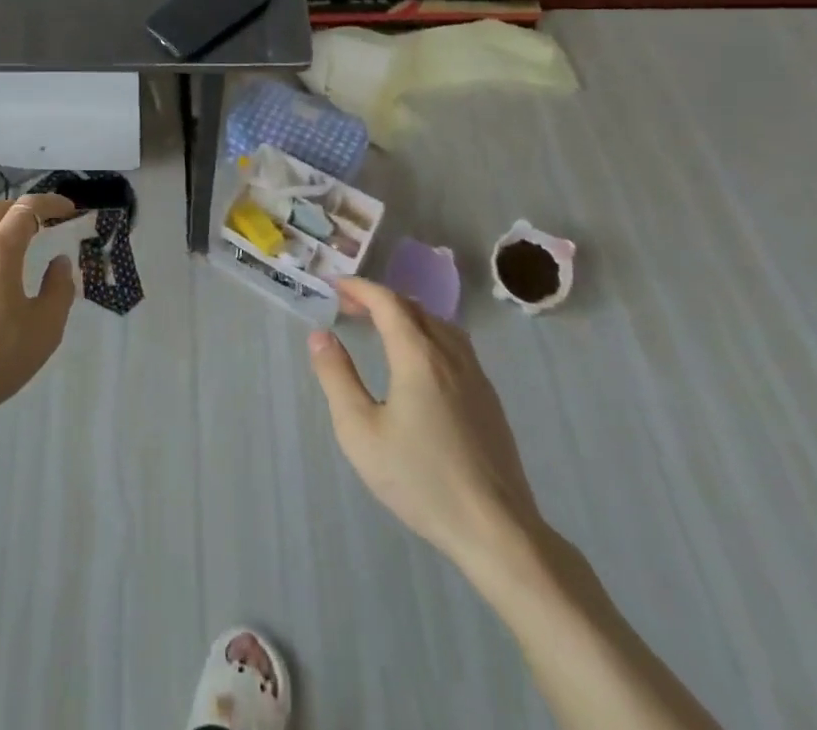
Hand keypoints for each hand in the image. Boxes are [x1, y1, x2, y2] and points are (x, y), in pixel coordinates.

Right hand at [308, 277, 544, 582]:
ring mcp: (476, 376)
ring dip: (407, 314)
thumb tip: (320, 335)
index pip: (387, 302)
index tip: (334, 286)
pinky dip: (428, 333)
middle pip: (414, 308)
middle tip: (349, 307)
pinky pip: (455, 345)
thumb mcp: (360, 431)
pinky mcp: (489, 399)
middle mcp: (450, 354)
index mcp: (418, 356)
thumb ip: (337, 377)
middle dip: (379, 299)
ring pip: (439, 324)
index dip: (359, 288)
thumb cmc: (420, 479)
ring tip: (382, 327)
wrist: (496, 530)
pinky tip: (419, 361)